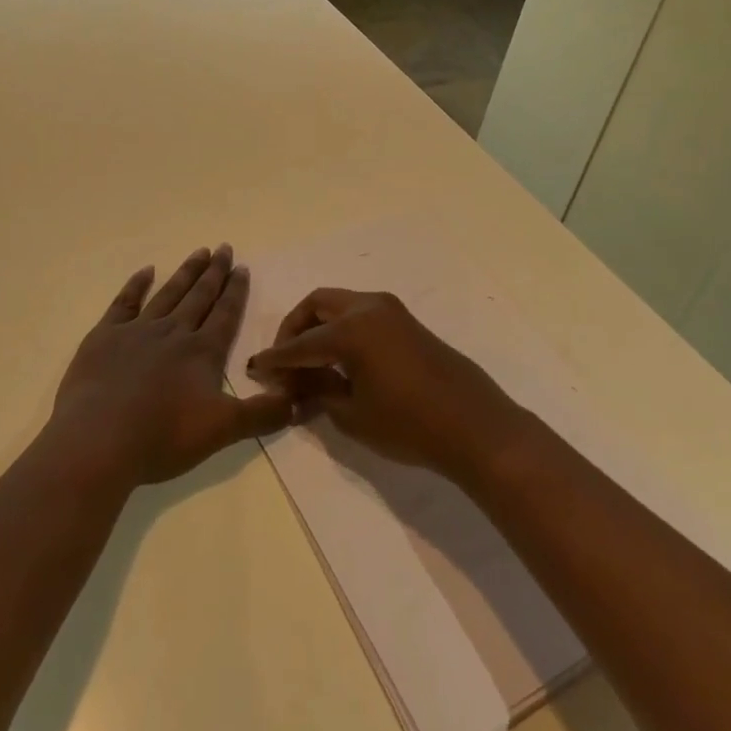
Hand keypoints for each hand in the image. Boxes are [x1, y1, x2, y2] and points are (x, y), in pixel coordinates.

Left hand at [51, 246, 292, 485]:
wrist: (98, 440)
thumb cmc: (162, 437)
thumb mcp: (222, 431)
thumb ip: (262, 415)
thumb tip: (297, 400)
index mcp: (202, 352)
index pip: (225, 314)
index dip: (235, 291)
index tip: (242, 267)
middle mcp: (174, 332)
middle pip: (199, 296)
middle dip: (215, 272)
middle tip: (224, 248)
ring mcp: (137, 330)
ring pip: (169, 293)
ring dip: (186, 273)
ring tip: (199, 252)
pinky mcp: (105, 337)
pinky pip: (125, 302)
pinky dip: (136, 285)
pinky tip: (146, 271)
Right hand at [246, 289, 527, 478]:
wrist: (475, 426)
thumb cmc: (409, 425)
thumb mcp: (353, 415)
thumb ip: (318, 393)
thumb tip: (295, 386)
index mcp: (351, 329)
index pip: (301, 343)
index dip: (276, 359)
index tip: (255, 371)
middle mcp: (368, 307)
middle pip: (317, 305)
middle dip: (294, 328)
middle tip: (283, 361)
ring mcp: (390, 310)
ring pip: (339, 305)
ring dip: (318, 326)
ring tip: (309, 363)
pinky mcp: (405, 320)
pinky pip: (360, 314)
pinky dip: (341, 328)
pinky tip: (338, 360)